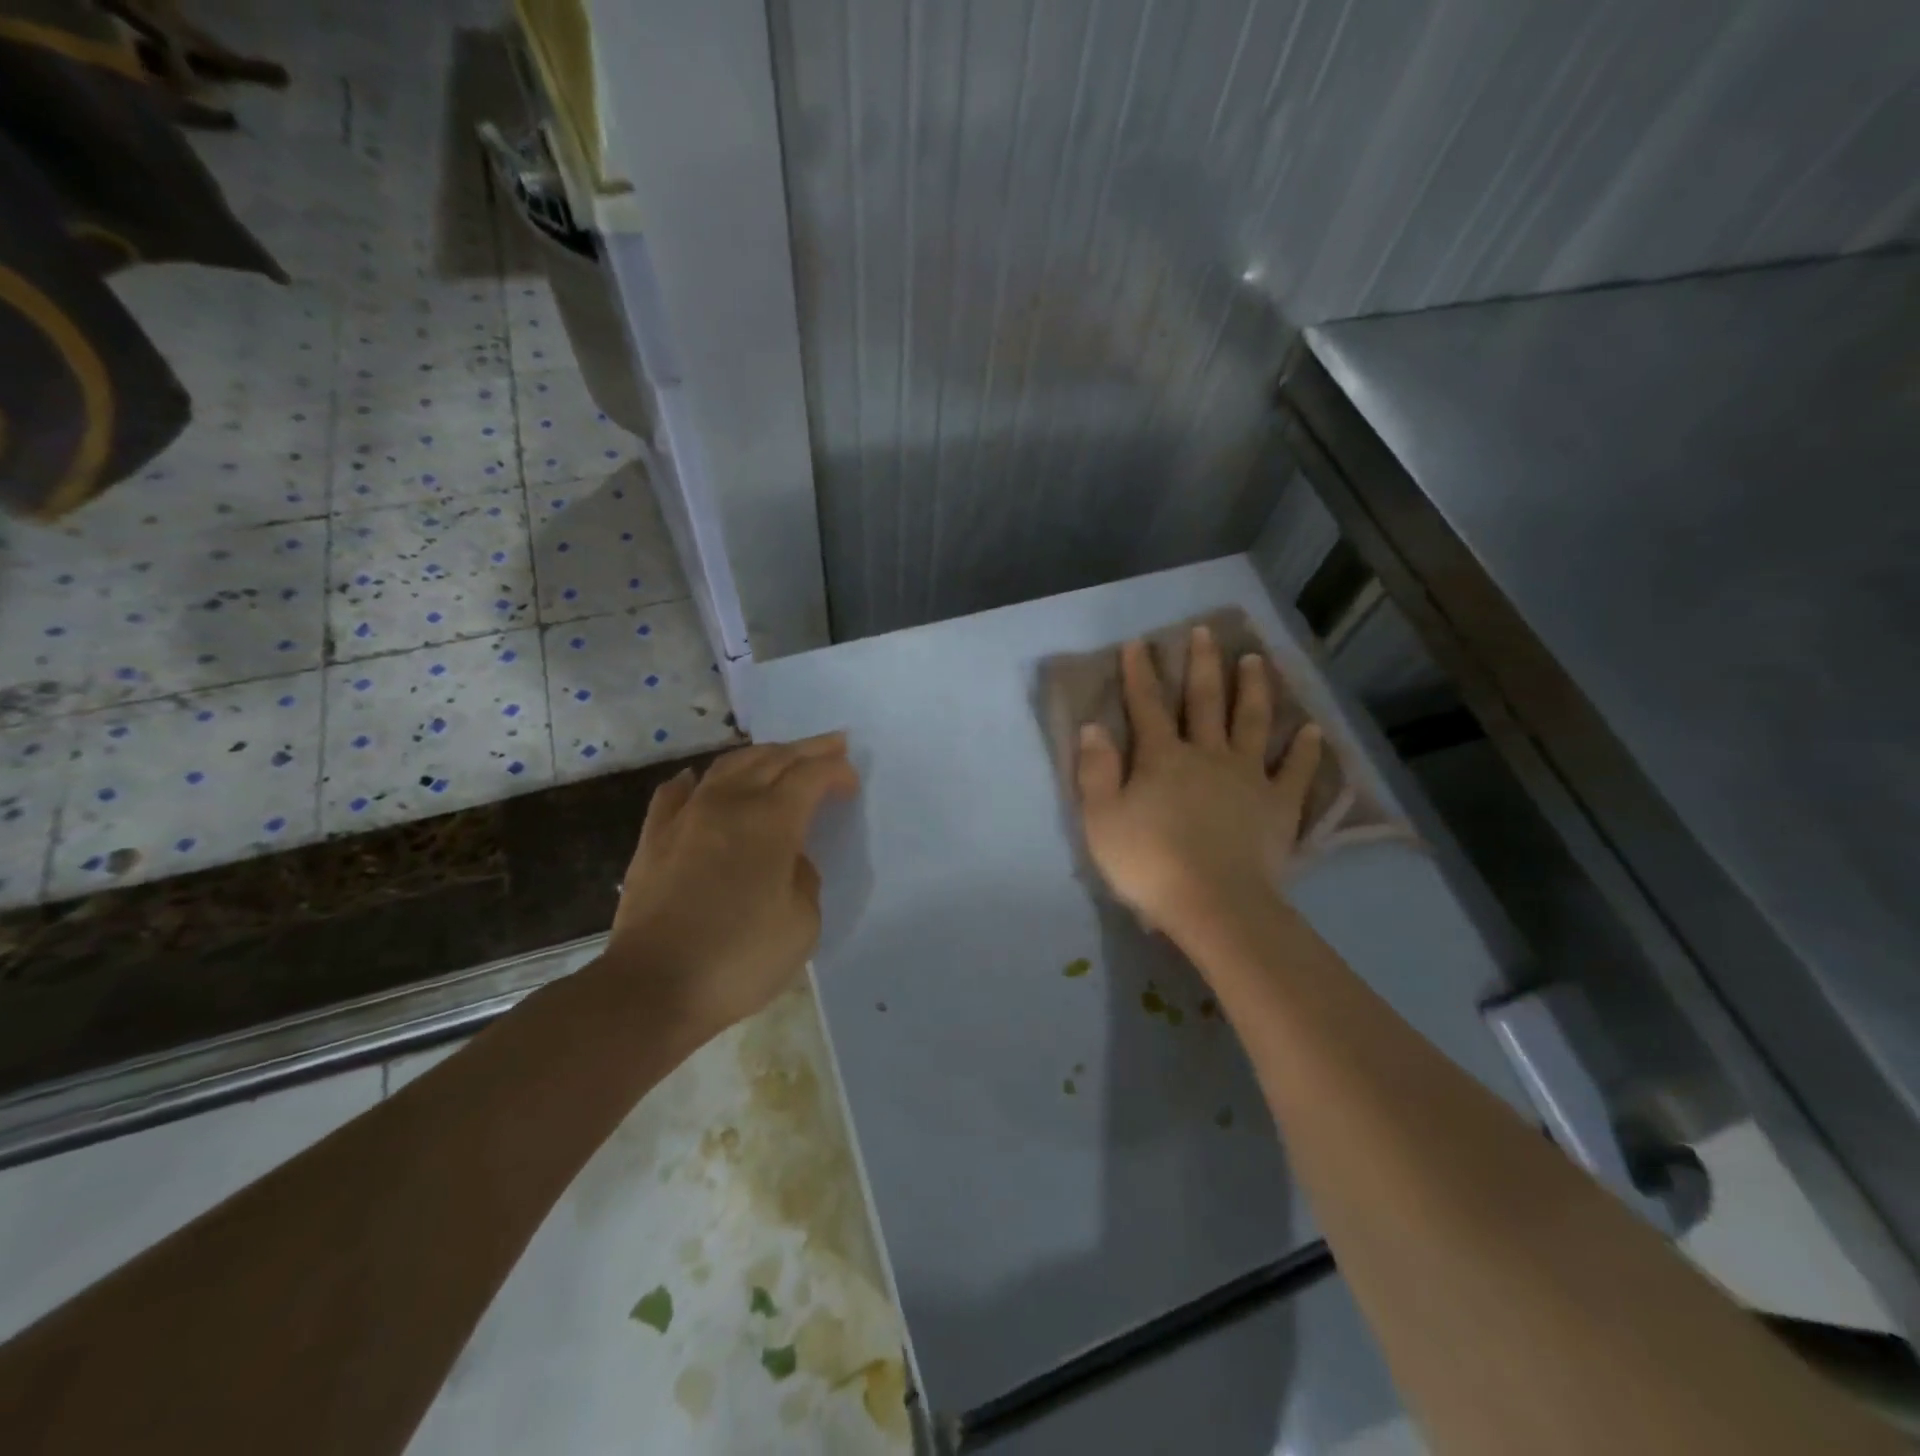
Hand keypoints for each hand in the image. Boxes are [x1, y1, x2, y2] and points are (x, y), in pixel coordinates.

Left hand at [609, 733, 858, 1035]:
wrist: (652, 988)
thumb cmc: (739, 958)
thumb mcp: (802, 923)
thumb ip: (804, 878)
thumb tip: (788, 859)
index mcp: (771, 820)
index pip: (811, 776)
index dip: (836, 770)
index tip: (851, 781)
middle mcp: (729, 803)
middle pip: (773, 758)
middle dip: (807, 750)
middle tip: (832, 746)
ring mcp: (686, 816)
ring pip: (728, 766)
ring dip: (761, 756)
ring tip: (780, 757)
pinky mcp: (654, 838)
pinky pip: (676, 792)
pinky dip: (698, 780)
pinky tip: (701, 780)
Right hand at [1076, 626, 1321, 949]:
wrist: (1214, 903)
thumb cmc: (1149, 863)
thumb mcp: (1102, 820)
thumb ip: (1096, 771)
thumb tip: (1093, 727)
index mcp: (1162, 758)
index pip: (1147, 706)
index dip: (1140, 674)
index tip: (1139, 643)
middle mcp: (1207, 755)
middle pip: (1205, 701)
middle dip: (1203, 664)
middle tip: (1206, 631)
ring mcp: (1248, 776)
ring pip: (1252, 722)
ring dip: (1254, 688)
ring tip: (1256, 660)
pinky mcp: (1279, 805)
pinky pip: (1295, 770)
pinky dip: (1305, 749)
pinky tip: (1312, 729)